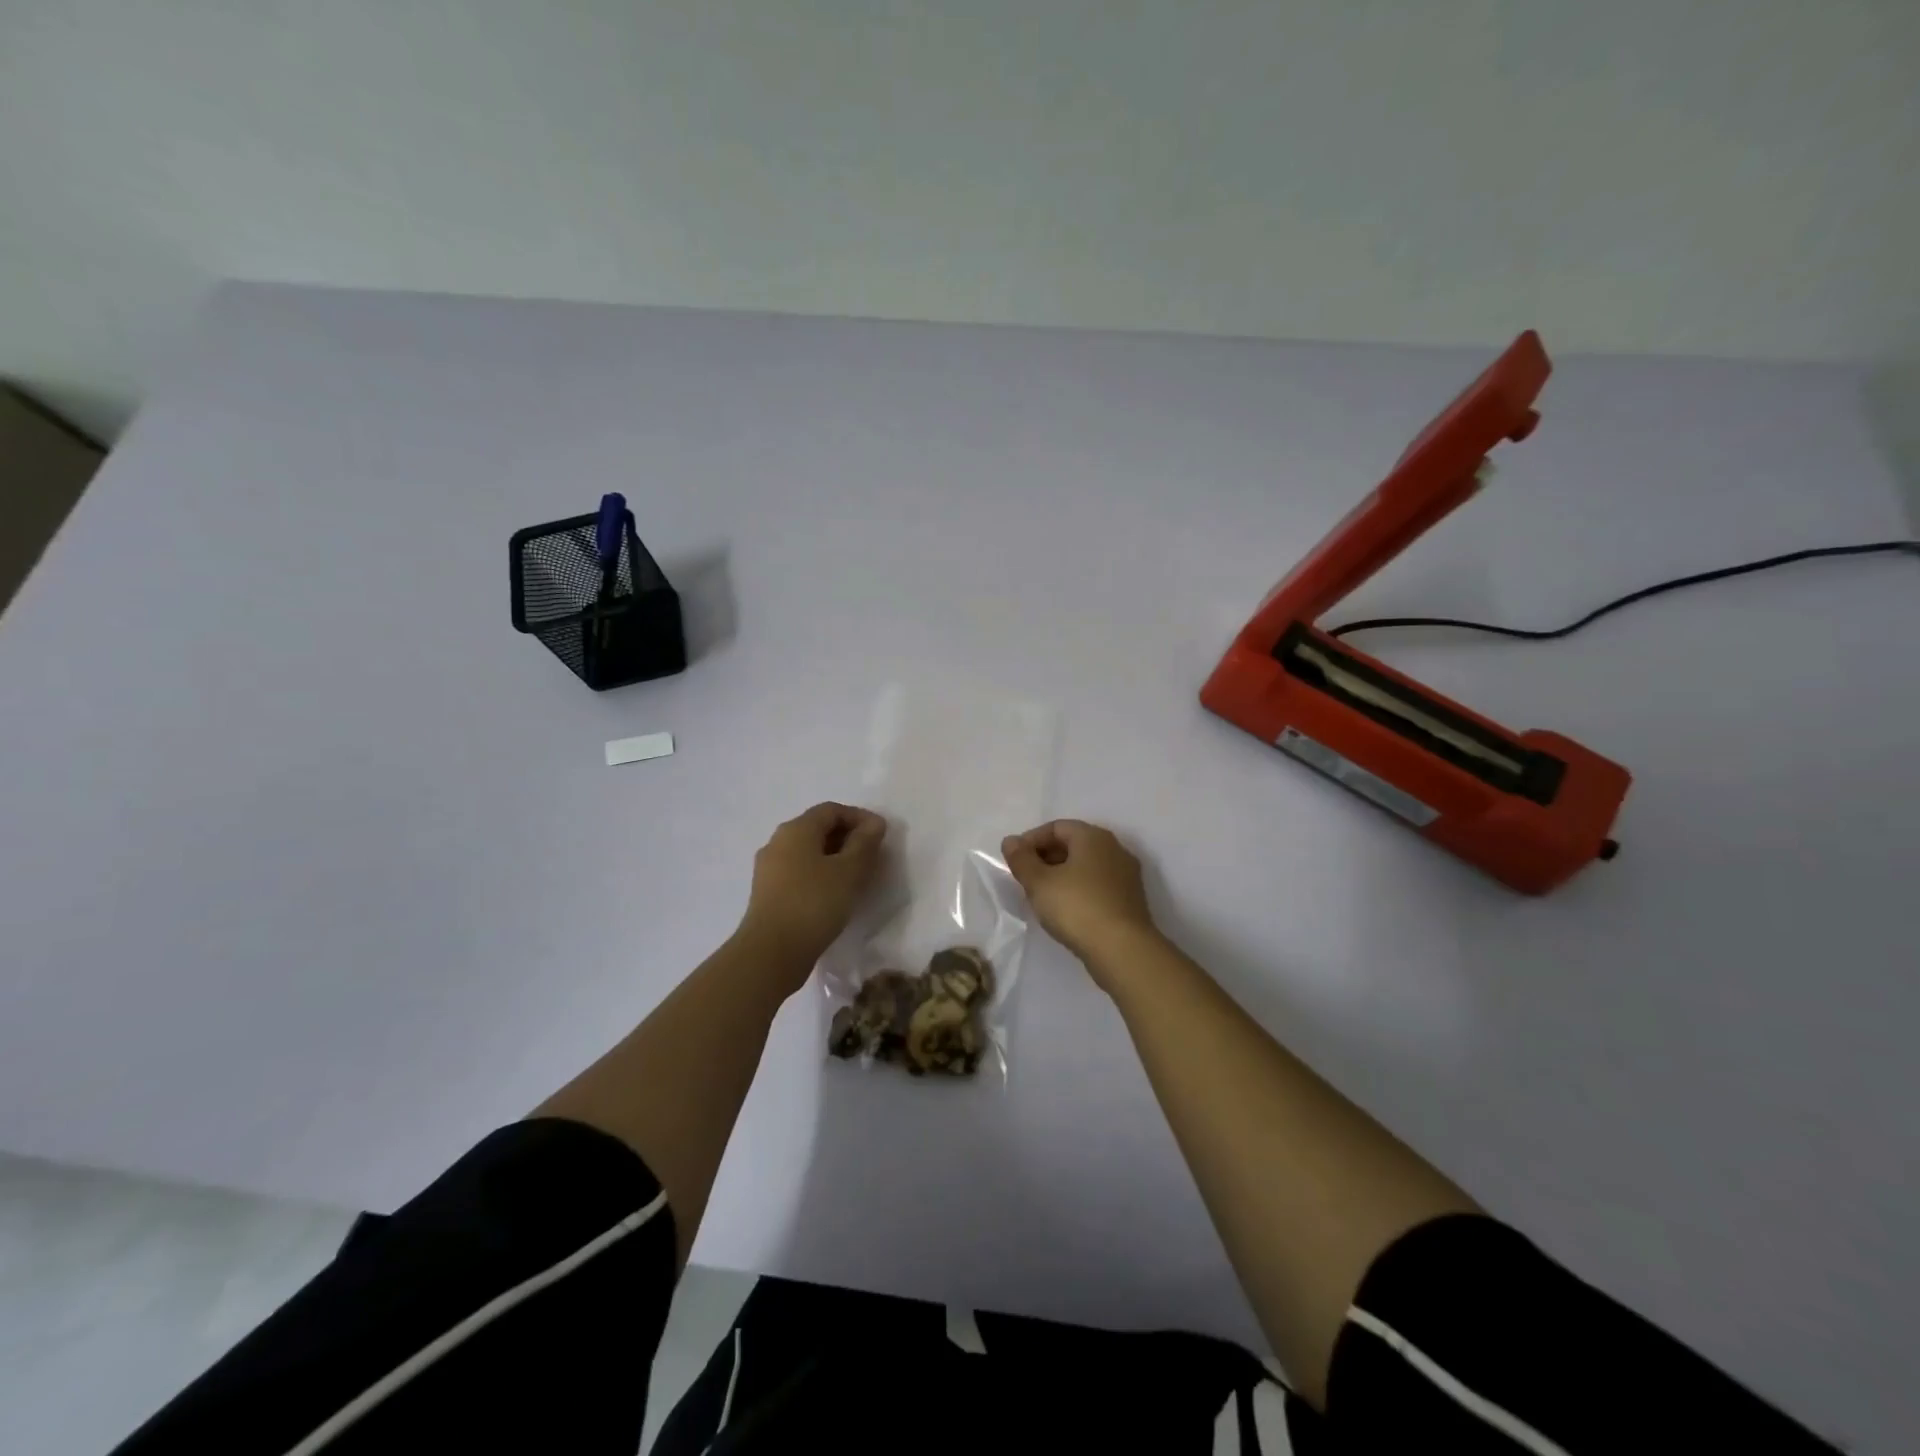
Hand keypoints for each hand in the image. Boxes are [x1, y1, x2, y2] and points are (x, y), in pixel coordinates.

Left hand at [739, 802, 887, 971]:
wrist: (771, 953)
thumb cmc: (814, 904)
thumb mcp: (849, 871)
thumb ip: (865, 843)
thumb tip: (874, 823)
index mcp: (796, 829)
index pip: (831, 810)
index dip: (859, 817)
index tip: (880, 836)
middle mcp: (778, 842)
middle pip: (817, 829)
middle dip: (847, 838)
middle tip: (872, 857)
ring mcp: (769, 869)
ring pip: (808, 853)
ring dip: (834, 858)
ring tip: (856, 878)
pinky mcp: (768, 894)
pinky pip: (799, 873)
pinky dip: (820, 875)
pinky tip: (834, 896)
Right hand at [1001, 819, 1159, 978]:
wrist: (1122, 950)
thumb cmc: (1077, 907)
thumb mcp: (1039, 883)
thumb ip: (1021, 859)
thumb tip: (1011, 841)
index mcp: (1093, 837)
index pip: (1057, 827)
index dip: (1031, 840)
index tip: (1014, 860)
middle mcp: (1114, 849)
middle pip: (1073, 844)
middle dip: (1046, 856)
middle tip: (1025, 877)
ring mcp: (1126, 875)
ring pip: (1086, 866)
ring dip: (1062, 874)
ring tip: (1042, 895)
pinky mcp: (1130, 900)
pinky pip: (1098, 885)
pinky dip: (1078, 889)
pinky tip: (1065, 909)